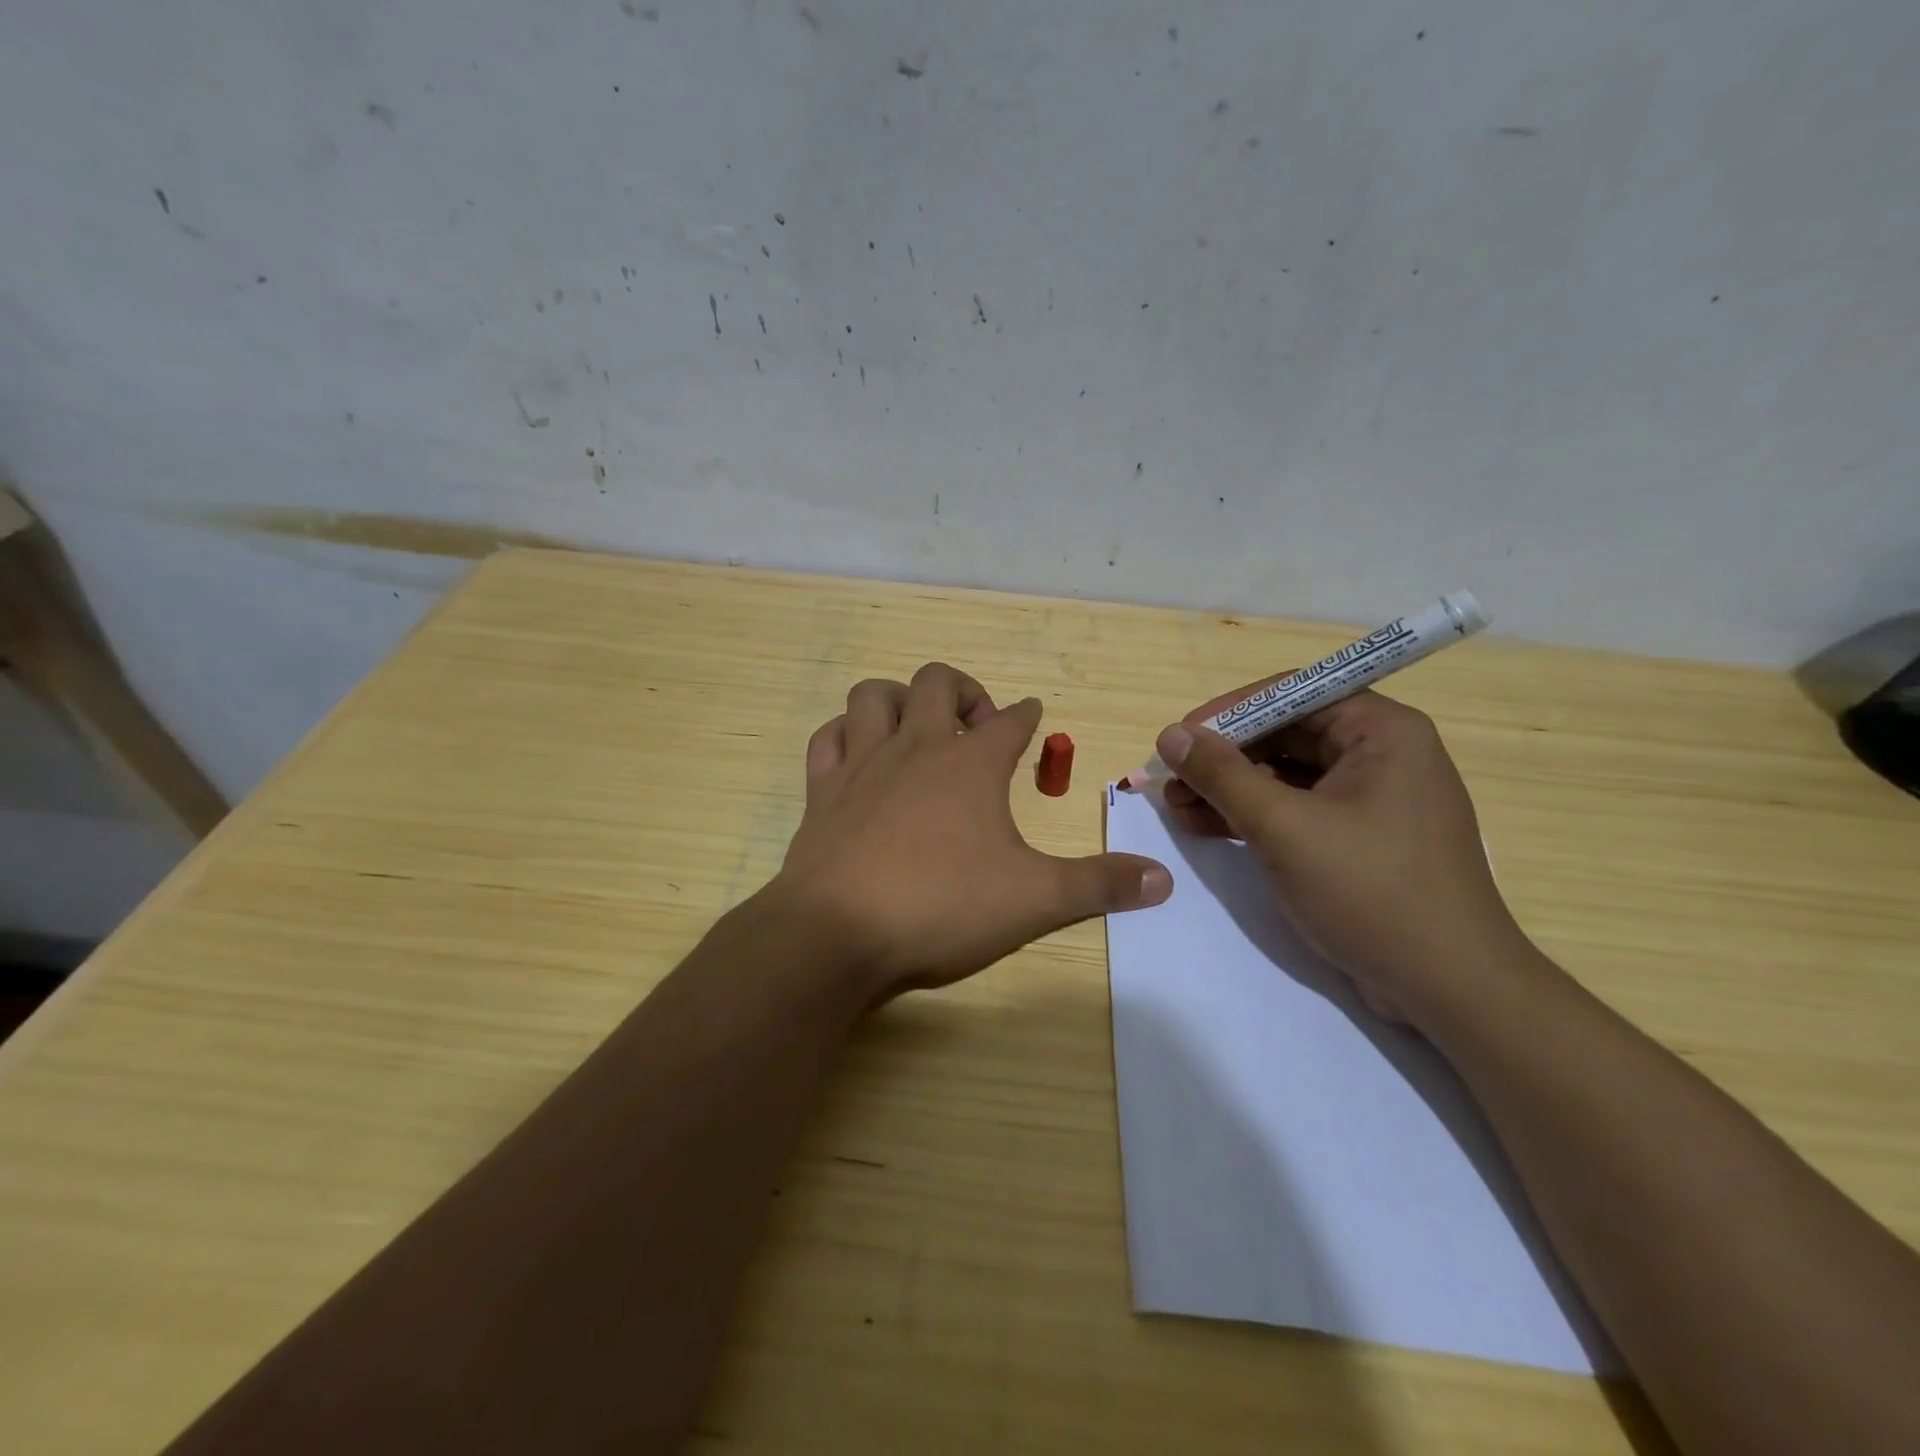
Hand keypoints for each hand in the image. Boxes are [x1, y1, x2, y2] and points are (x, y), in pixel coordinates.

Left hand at [771, 662, 1172, 997]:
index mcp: (971, 765)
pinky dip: (845, 734)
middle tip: (980, 722)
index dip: (1027, 715)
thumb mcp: (1035, 900)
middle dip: (964, 689)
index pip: (1010, 722)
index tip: (1033, 714)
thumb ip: (1099, 885)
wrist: (837, 934)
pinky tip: (857, 752)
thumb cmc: (942, 908)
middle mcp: (916, 749)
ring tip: (918, 725)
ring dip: (899, 698)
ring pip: (874, 696)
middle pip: (937, 682)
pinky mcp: (823, 792)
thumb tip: (1164, 880)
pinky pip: (828, 738)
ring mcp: (862, 765)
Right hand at [1156, 683, 1531, 1026]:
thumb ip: (1222, 775)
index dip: (1229, 712)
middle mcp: (1382, 753)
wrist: (1449, 989)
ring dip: (1230, 788)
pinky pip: (1298, 808)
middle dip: (1223, 757)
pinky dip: (1253, 815)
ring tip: (1177, 808)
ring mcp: (1373, 798)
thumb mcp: (1284, 828)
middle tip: (1171, 779)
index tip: (1180, 738)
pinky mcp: (1361, 837)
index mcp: (1382, 731)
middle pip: (1286, 733)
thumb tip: (1170, 734)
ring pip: (1286, 774)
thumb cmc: (1371, 891)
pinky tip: (1207, 827)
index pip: (1292, 694)